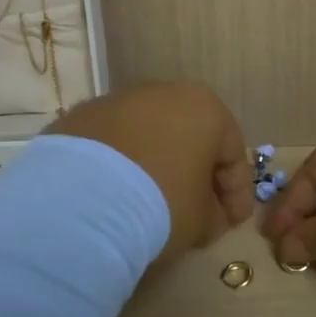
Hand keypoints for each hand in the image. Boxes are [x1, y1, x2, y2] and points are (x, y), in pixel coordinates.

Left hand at [48, 81, 252, 258]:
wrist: (79, 200)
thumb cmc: (161, 203)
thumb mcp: (202, 221)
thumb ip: (214, 214)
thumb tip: (210, 214)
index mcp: (205, 108)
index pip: (233, 154)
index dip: (237, 193)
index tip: (233, 223)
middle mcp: (163, 93)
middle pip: (189, 138)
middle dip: (196, 175)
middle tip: (197, 212)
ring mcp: (116, 101)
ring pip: (148, 137)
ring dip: (155, 167)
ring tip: (150, 205)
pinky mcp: (78, 118)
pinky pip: (111, 146)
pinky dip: (119, 168)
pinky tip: (115, 197)